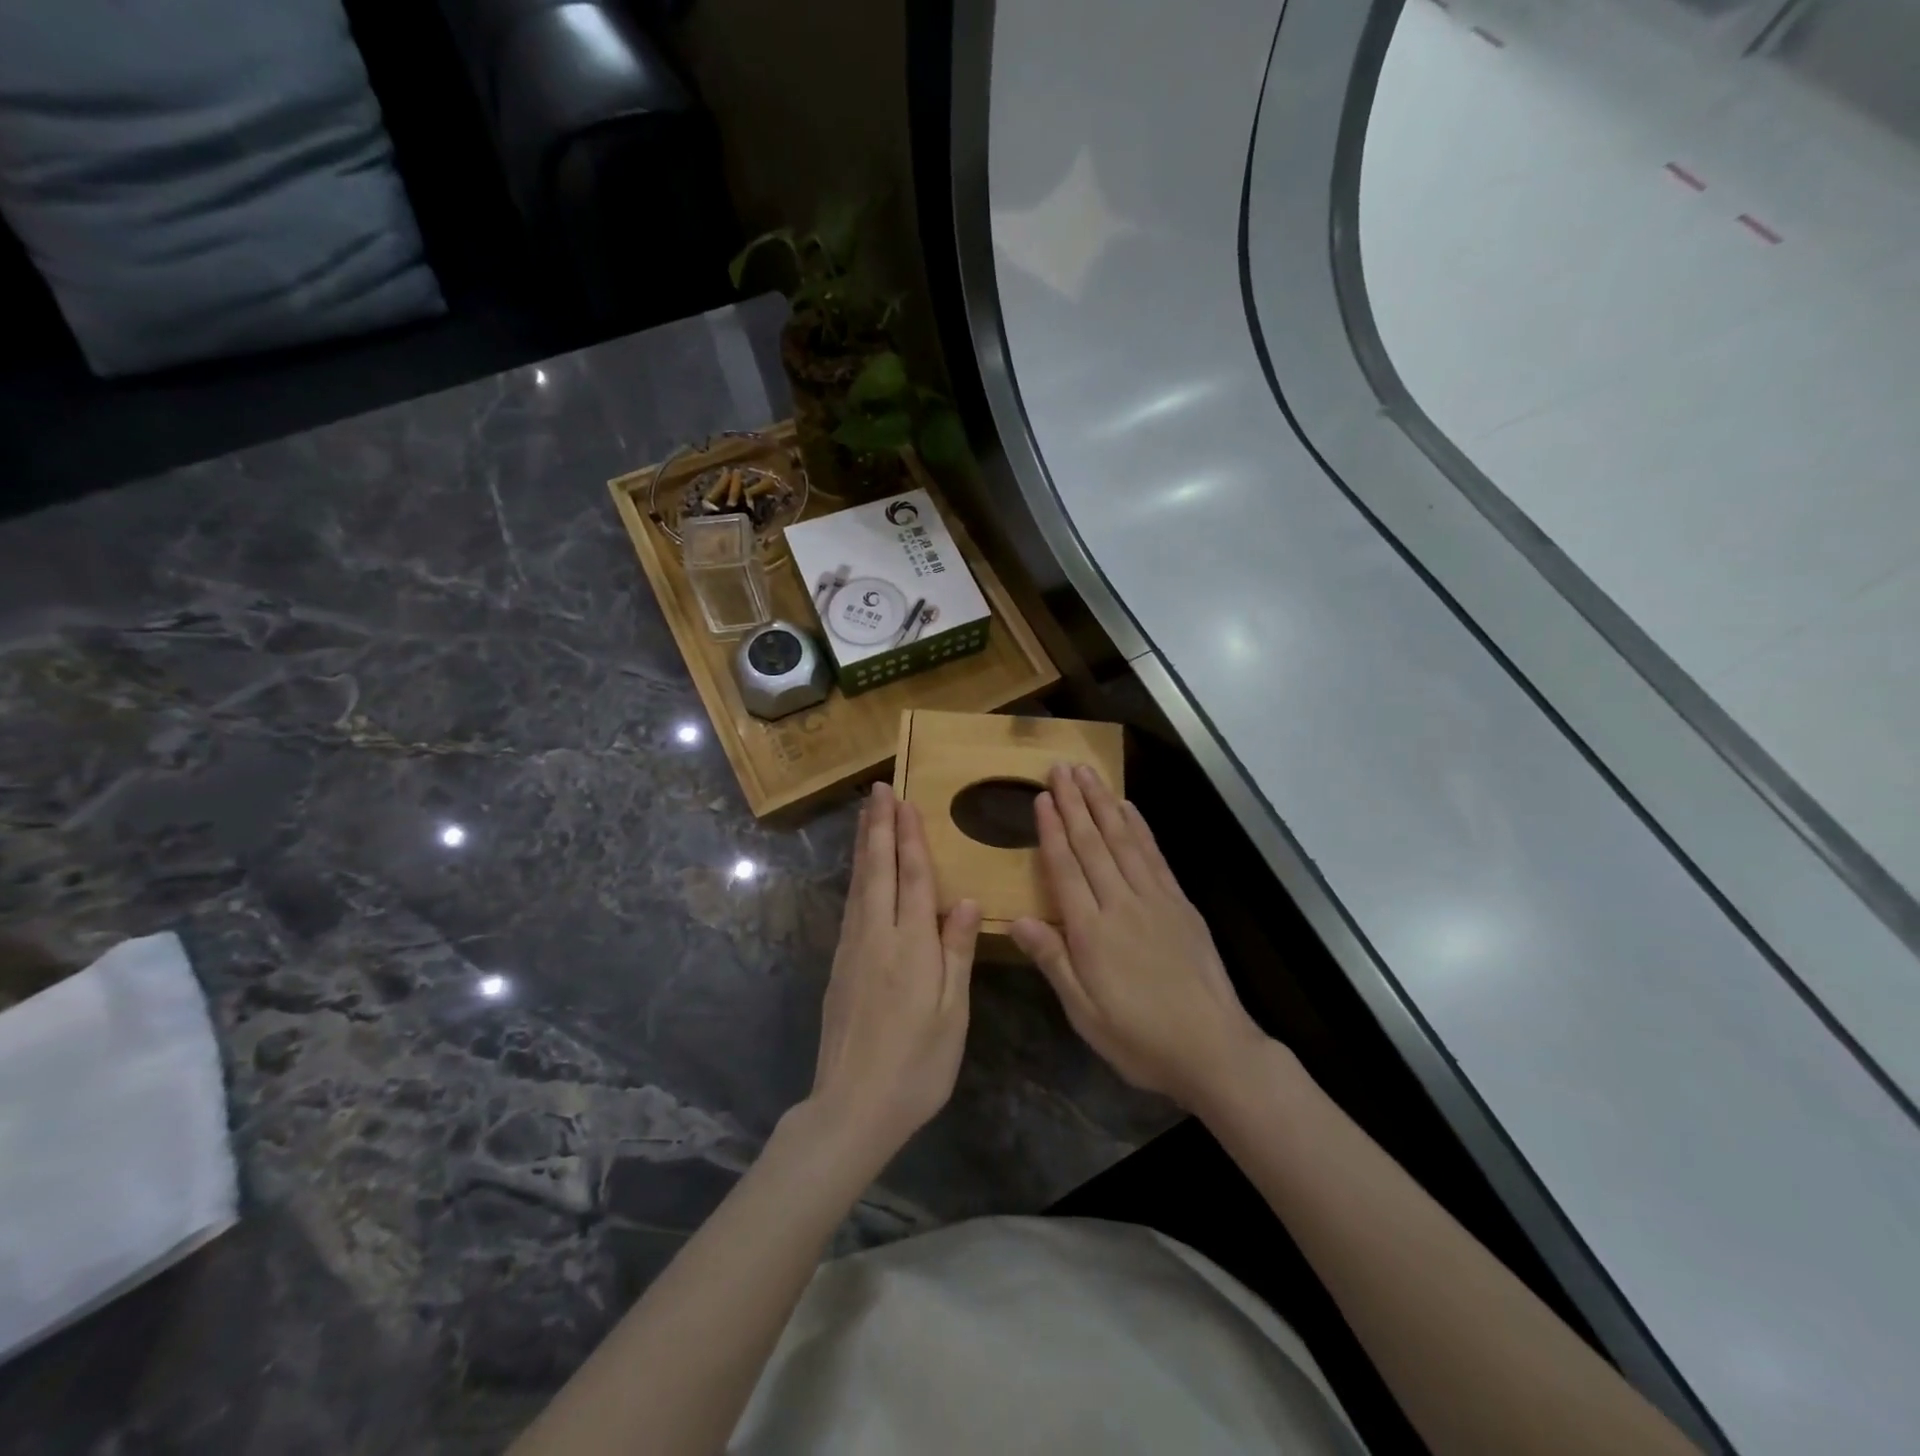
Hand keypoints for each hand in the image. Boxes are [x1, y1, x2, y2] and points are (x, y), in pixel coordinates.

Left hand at [808, 783, 981, 1162]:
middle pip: (878, 869)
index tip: (905, 801)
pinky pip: (851, 906)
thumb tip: (967, 900)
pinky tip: (860, 873)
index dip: (910, 837)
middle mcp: (877, 935)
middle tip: (878, 790)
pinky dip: (857, 877)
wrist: (852, 1106)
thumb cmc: (917, 1064)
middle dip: (880, 827)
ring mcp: (852, 949)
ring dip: (865, 845)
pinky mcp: (839, 966)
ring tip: (867, 816)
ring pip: (859, 884)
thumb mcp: (952, 1013)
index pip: (913, 877)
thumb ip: (956, 952)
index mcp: (911, 944)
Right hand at [1012, 764, 1266, 1111]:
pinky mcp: (1180, 903)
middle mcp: (1120, 904)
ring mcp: (1155, 899)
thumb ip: (1052, 960)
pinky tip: (1129, 808)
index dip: (1051, 831)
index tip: (1040, 798)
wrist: (1213, 1048)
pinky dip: (1139, 827)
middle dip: (1074, 803)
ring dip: (1103, 803)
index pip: (1065, 869)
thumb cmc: (1138, 1038)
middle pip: (1092, 844)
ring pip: (1123, 840)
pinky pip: (1154, 855)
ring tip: (1087, 774)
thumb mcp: (1084, 1012)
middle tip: (1060, 768)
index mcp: (1091, 932)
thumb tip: (1016, 920)